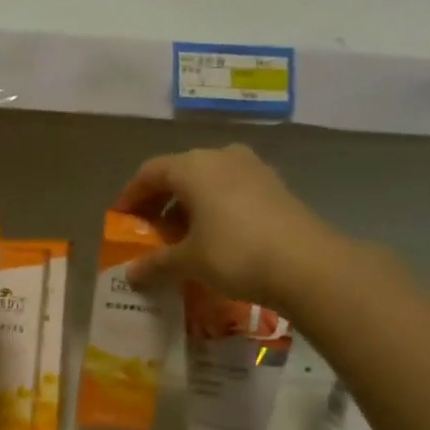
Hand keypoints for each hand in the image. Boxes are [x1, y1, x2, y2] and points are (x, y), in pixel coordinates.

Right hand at [113, 144, 350, 308]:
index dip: (131, 195)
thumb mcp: (189, 261)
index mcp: (193, 166)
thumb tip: (131, 273)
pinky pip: (231, 191)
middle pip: (179, 173)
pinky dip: (214, 208)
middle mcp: (221, 157)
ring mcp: (252, 169)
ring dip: (188, 206)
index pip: (149, 172)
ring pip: (208, 181)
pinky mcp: (275, 186)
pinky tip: (215, 237)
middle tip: (149, 231)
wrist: (308, 264)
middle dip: (160, 202)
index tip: (121, 219)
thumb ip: (156, 263)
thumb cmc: (235, 253)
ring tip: (181, 238)